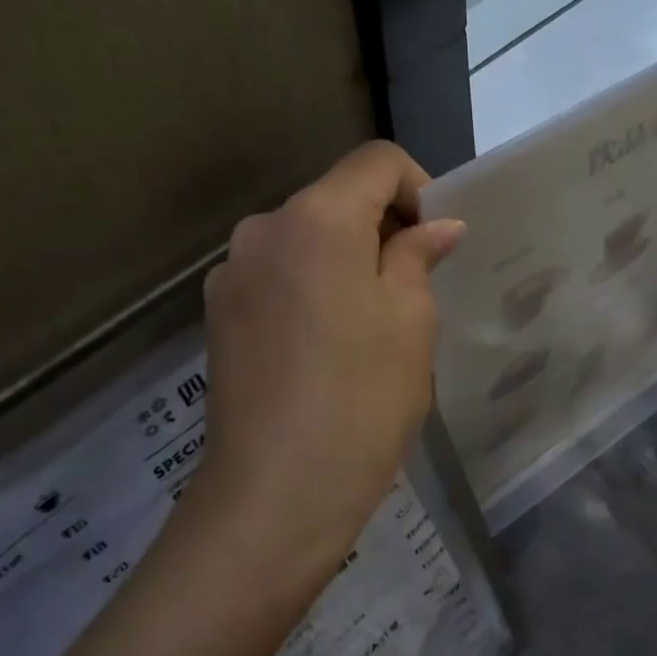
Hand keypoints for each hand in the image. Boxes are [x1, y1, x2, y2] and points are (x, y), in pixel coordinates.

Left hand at [194, 142, 465, 579]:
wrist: (276, 494)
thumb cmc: (362, 399)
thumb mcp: (411, 321)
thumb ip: (419, 256)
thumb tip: (438, 226)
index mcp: (316, 218)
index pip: (376, 161)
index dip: (418, 187)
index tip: (436, 239)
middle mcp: (263, 228)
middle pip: (336, 198)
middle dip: (382, 226)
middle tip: (414, 285)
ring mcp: (231, 272)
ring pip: (305, 238)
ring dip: (345, 259)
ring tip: (370, 323)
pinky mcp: (218, 313)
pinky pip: (278, 275)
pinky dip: (310, 286)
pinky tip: (325, 345)